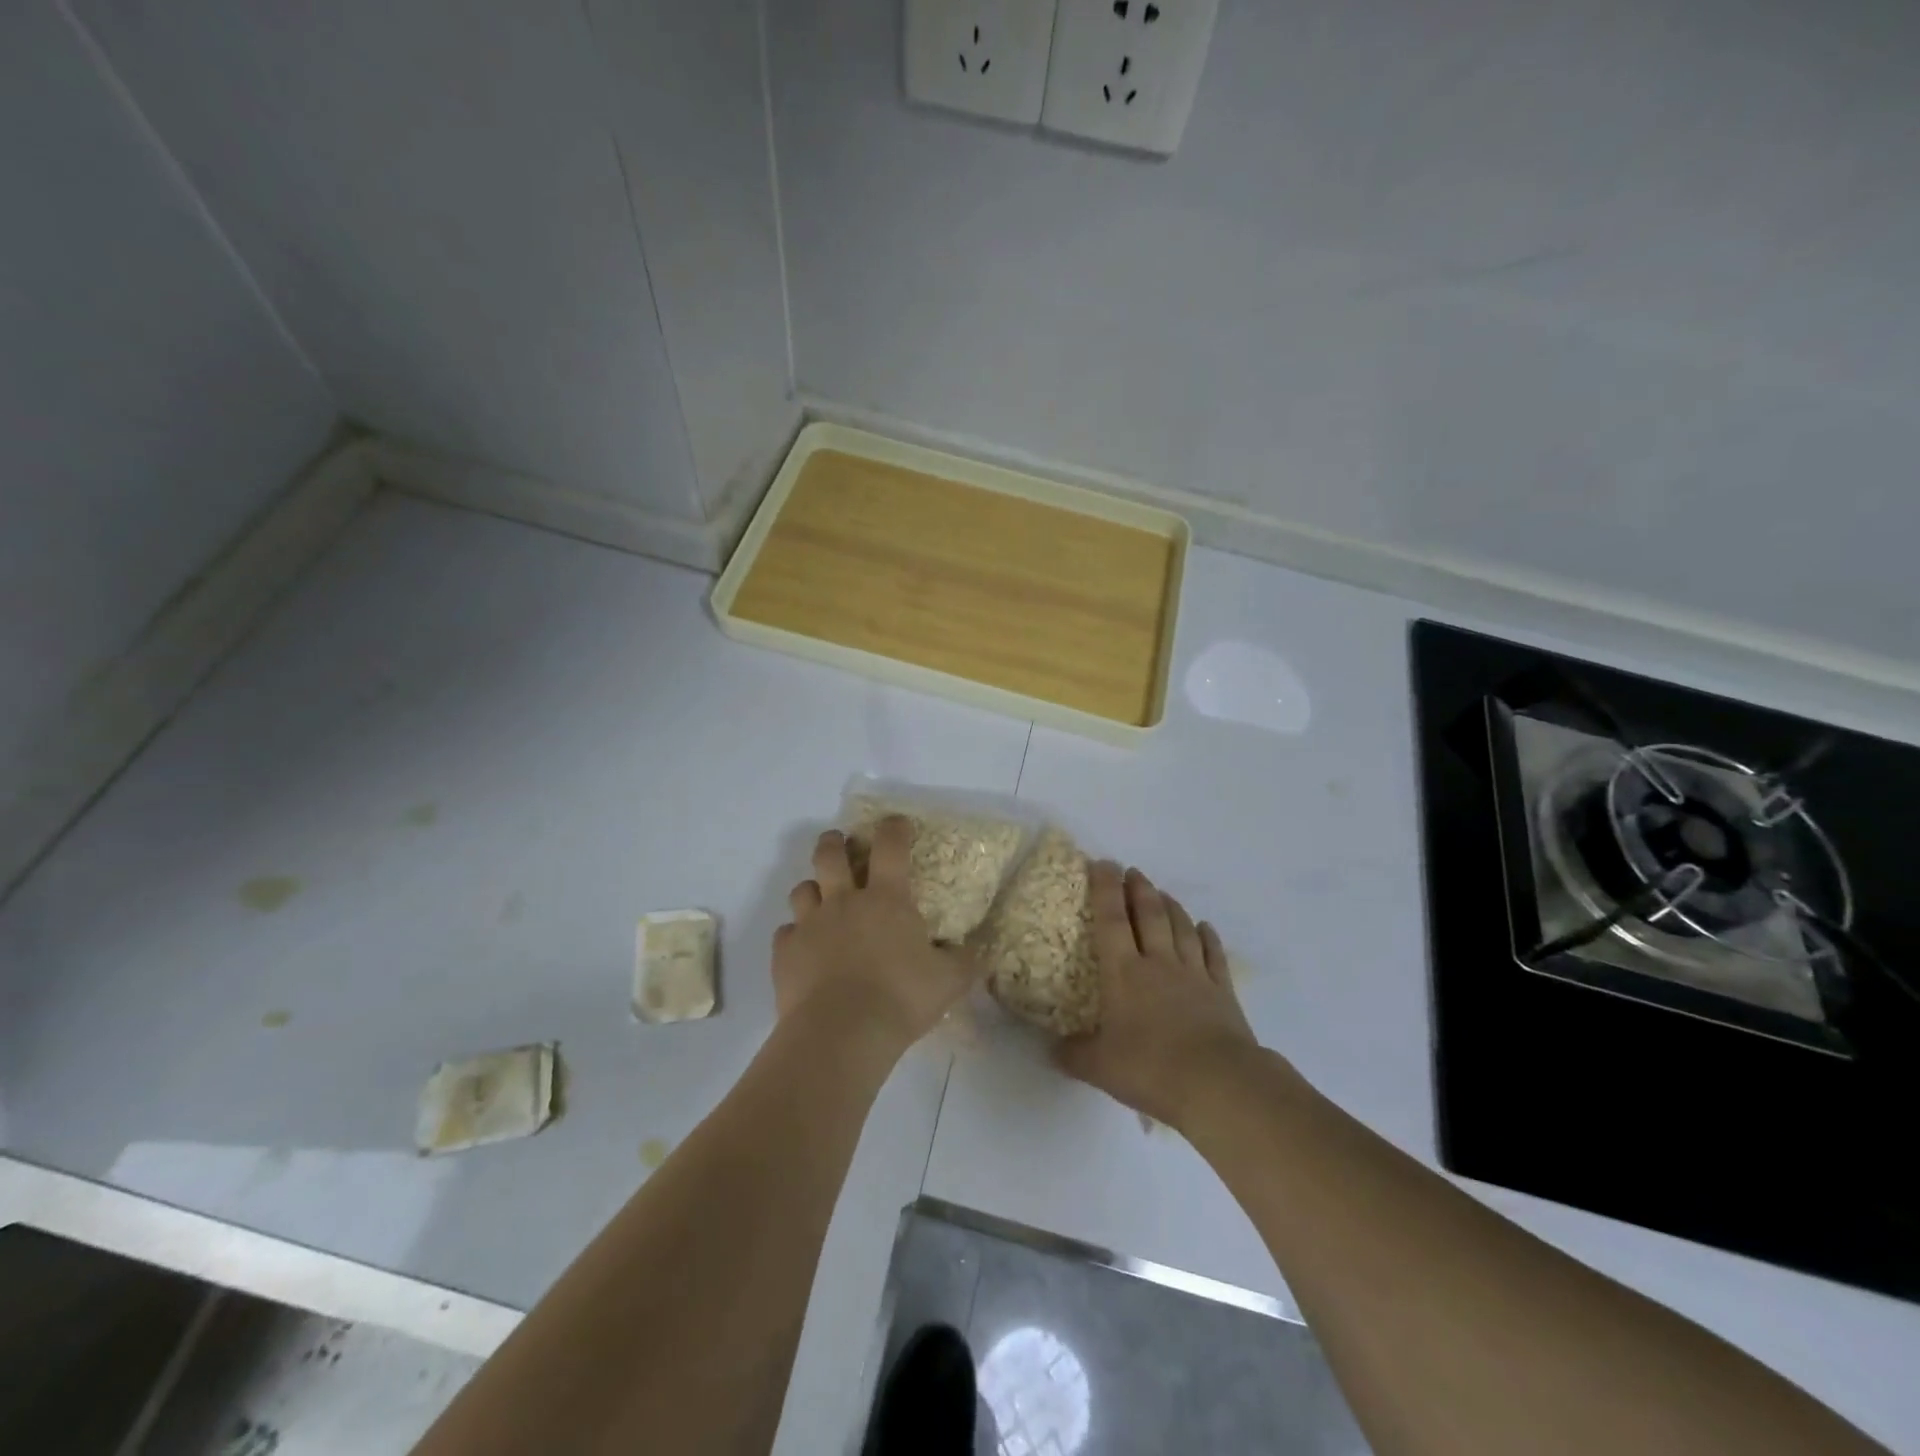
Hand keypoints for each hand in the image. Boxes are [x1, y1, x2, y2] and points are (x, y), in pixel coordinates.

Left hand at [773, 817, 978, 1052]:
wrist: (841, 1033)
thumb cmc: (900, 999)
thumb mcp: (948, 982)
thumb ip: (963, 961)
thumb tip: (975, 950)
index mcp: (886, 900)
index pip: (890, 847)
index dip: (893, 829)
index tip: (896, 823)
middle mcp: (844, 902)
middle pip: (830, 855)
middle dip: (834, 842)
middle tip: (839, 843)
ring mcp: (810, 925)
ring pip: (802, 889)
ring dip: (812, 887)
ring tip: (820, 897)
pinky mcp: (785, 952)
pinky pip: (785, 932)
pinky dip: (794, 934)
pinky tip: (803, 947)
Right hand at [1055, 863, 1257, 1128]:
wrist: (1218, 1084)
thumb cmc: (1151, 1068)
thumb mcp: (1099, 1067)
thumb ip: (1073, 1054)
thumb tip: (1052, 1049)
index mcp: (1124, 973)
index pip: (1111, 919)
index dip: (1105, 888)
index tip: (1102, 863)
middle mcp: (1158, 963)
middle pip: (1149, 915)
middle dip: (1139, 889)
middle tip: (1132, 871)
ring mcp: (1194, 975)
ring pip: (1181, 928)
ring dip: (1171, 906)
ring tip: (1162, 892)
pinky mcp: (1222, 992)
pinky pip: (1214, 955)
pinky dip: (1208, 937)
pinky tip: (1204, 926)